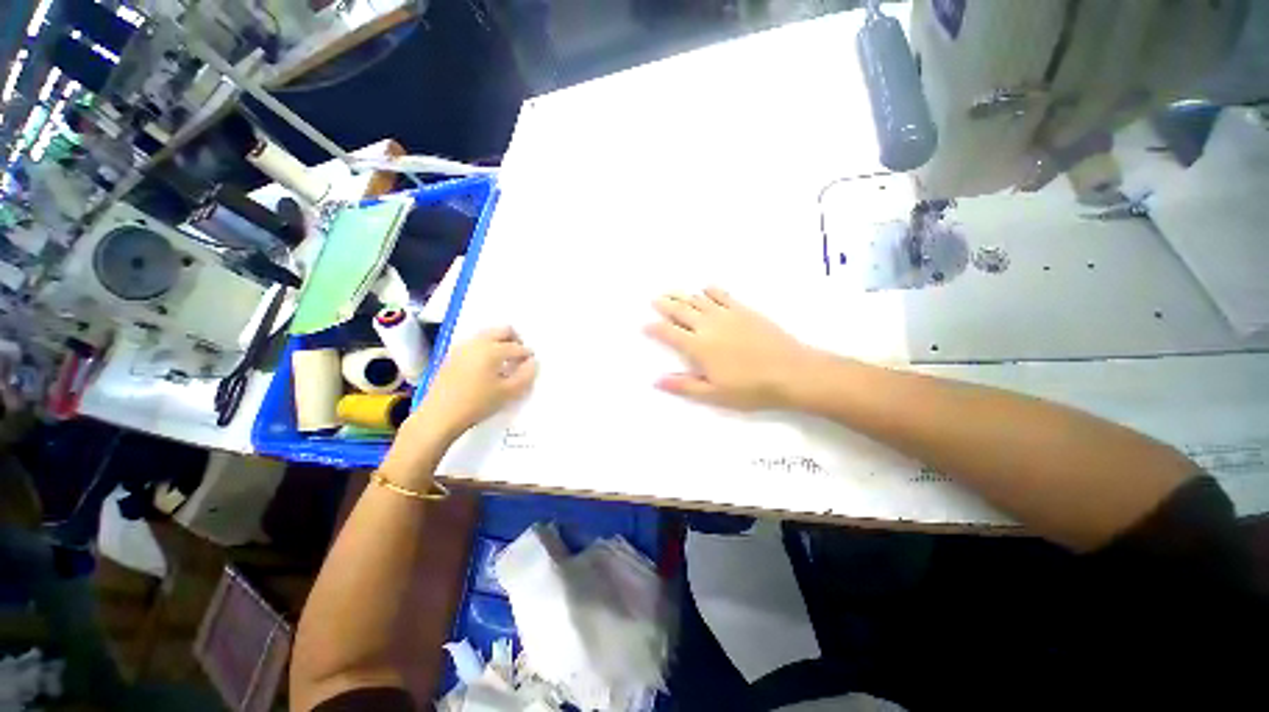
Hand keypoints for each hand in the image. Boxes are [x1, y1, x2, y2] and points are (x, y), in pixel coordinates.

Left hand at [406, 327, 537, 442]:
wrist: (439, 416)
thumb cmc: (477, 403)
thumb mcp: (508, 392)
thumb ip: (526, 375)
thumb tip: (532, 363)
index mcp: (492, 349)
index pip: (517, 347)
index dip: (527, 355)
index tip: (532, 363)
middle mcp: (477, 343)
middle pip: (501, 330)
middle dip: (514, 339)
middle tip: (519, 356)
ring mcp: (462, 347)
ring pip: (487, 335)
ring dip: (499, 343)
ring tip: (504, 362)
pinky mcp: (451, 356)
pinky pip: (474, 344)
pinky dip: (485, 348)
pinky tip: (486, 367)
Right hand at [646, 287, 820, 410]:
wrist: (791, 372)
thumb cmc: (751, 388)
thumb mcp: (714, 394)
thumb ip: (684, 386)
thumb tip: (656, 381)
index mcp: (698, 346)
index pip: (669, 332)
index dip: (654, 327)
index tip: (644, 325)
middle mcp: (708, 325)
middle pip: (681, 310)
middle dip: (665, 304)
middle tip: (654, 299)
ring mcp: (727, 314)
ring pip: (698, 300)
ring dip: (683, 295)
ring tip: (672, 291)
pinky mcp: (744, 309)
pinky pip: (723, 295)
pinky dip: (711, 290)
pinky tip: (705, 288)